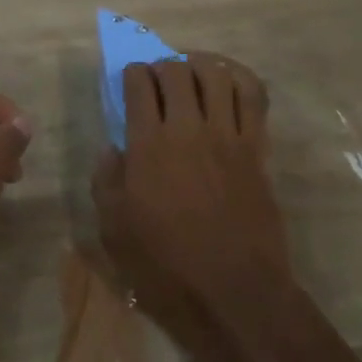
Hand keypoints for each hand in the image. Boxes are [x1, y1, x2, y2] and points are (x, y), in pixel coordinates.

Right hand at [91, 55, 294, 361]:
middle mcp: (188, 129)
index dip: (132, 74)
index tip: (131, 80)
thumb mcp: (115, 232)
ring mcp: (226, 135)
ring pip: (216, 74)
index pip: (139, 85)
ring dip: (200, 65)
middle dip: (162, 65)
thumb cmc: (167, 269)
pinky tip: (229, 81)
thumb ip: (106, 182)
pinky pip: (253, 96)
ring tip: (192, 74)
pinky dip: (240, 78)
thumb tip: (113, 149)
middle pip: (176, 71)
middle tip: (158, 79)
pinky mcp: (256, 147)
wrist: (235, 295)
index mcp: (148, 146)